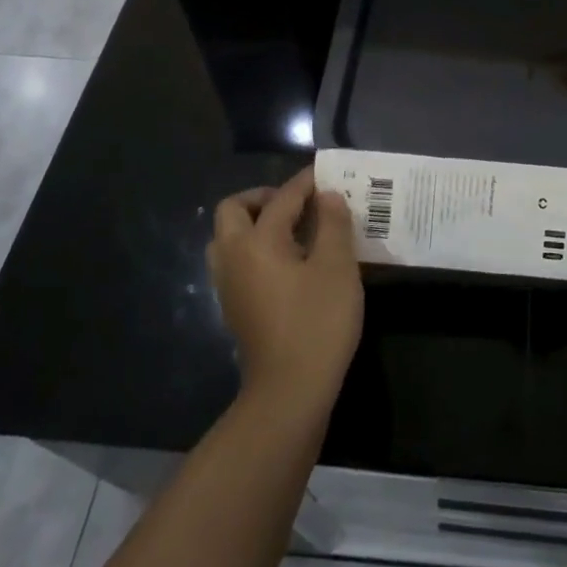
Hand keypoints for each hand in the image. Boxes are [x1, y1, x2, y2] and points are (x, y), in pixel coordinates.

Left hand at [208, 167, 363, 424]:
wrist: (289, 392)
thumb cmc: (317, 323)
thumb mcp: (337, 268)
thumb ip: (333, 225)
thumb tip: (326, 197)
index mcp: (257, 242)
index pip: (281, 199)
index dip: (305, 183)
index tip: (326, 174)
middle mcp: (234, 257)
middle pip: (234, 210)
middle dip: (264, 198)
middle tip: (297, 204)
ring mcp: (229, 285)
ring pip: (229, 238)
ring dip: (255, 224)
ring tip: (293, 231)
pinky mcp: (235, 307)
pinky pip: (237, 261)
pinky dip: (256, 248)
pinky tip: (289, 261)